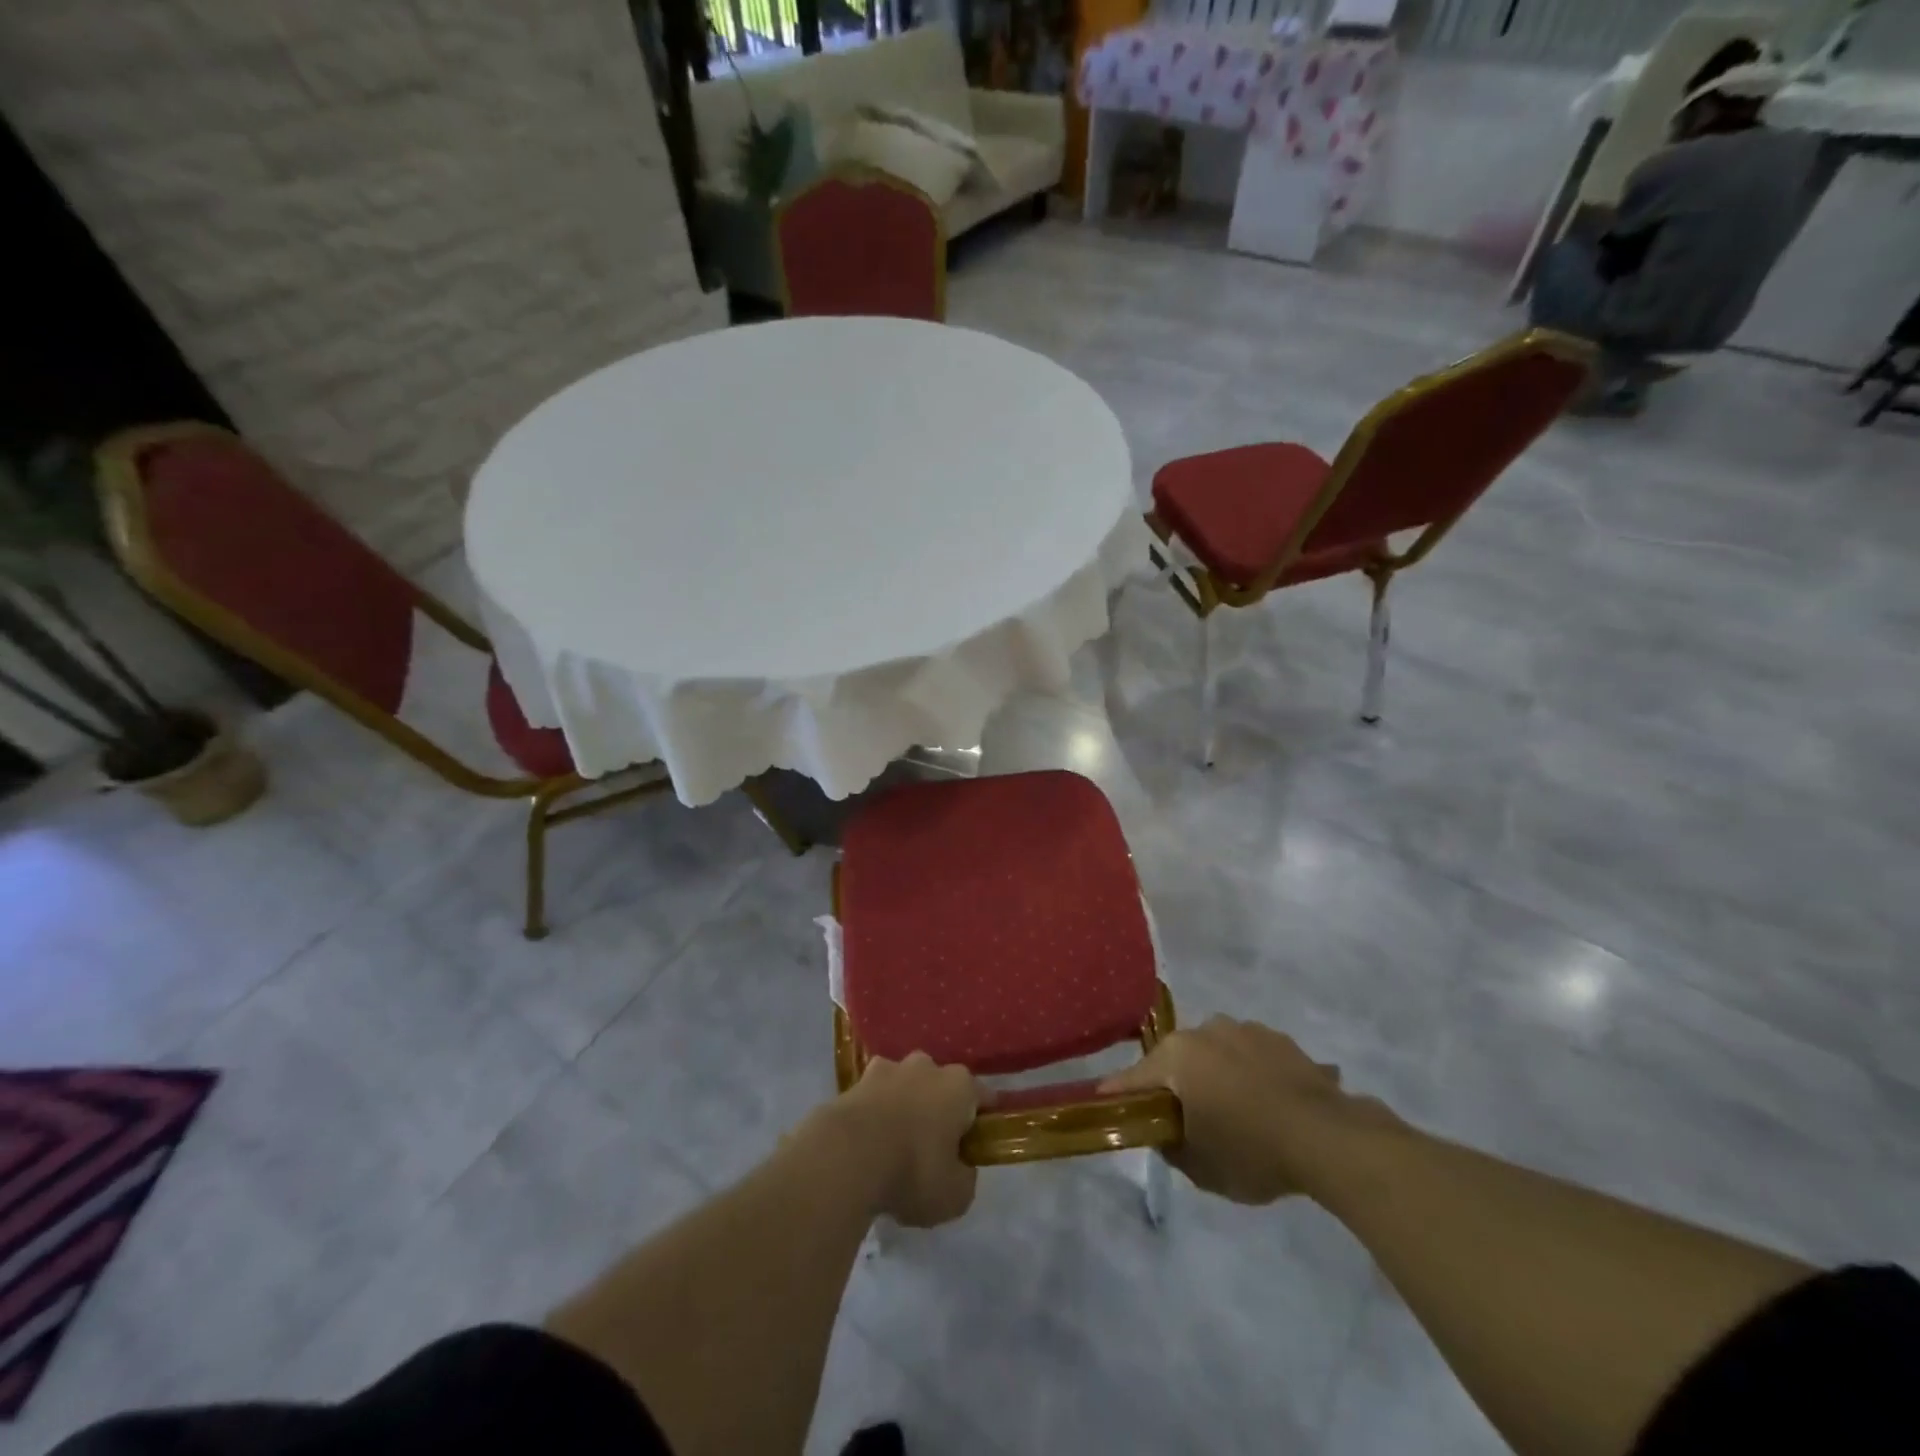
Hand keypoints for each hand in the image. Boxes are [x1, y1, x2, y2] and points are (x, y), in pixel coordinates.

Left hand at [825, 1053, 978, 1227]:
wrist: (846, 1156)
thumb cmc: (912, 1171)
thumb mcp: (955, 1195)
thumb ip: (965, 1177)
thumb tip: (959, 1167)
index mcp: (959, 1086)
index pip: (982, 1097)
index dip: (983, 1120)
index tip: (978, 1145)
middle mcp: (927, 1067)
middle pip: (941, 1086)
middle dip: (939, 1109)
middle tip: (934, 1147)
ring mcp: (888, 1069)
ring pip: (905, 1085)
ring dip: (904, 1106)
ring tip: (895, 1145)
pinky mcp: (855, 1081)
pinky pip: (874, 1097)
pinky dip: (874, 1113)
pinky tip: (868, 1142)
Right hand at [1099, 1017, 1397, 1204]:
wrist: (1328, 1137)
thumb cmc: (1252, 1151)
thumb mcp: (1200, 1167)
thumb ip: (1172, 1145)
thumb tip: (1166, 1131)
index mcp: (1177, 1056)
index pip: (1134, 1079)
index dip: (1119, 1095)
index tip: (1104, 1103)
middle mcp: (1205, 1031)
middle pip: (1177, 1061)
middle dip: (1177, 1085)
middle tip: (1186, 1119)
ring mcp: (1244, 1030)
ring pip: (1215, 1054)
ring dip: (1216, 1076)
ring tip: (1237, 1112)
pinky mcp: (1279, 1039)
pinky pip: (1251, 1057)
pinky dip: (1250, 1075)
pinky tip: (1268, 1104)